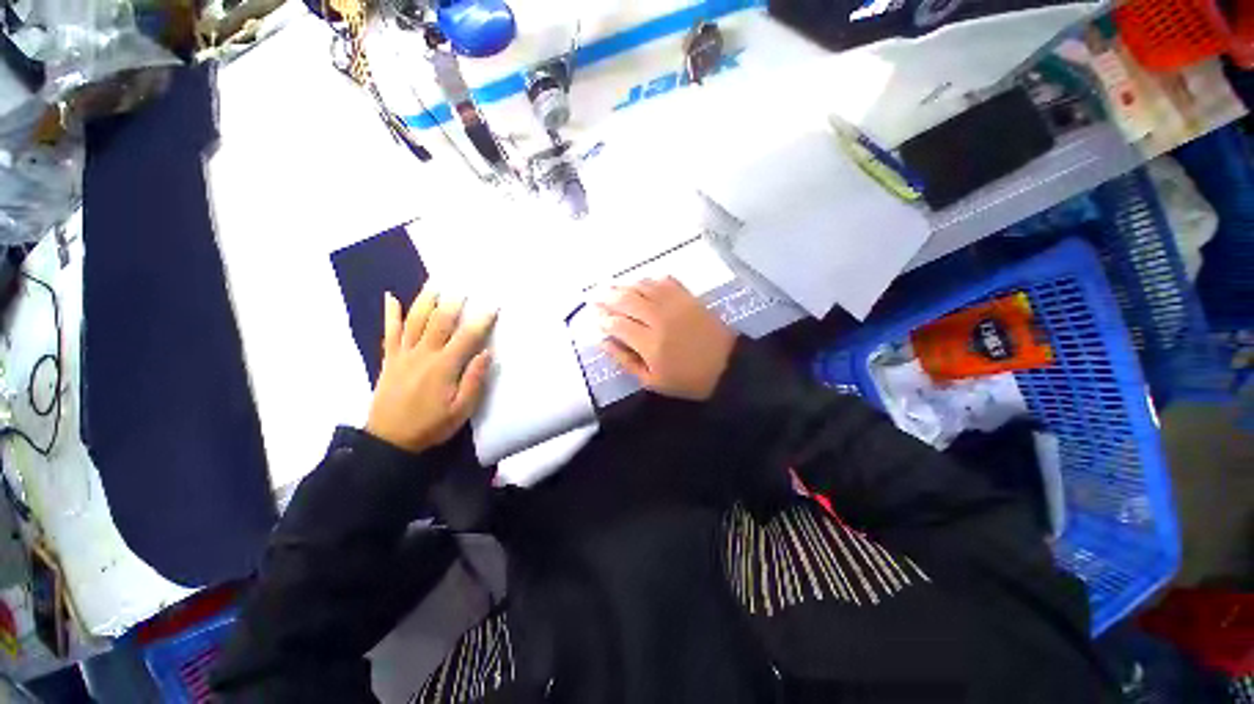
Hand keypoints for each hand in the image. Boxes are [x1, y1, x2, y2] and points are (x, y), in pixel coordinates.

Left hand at [365, 287, 495, 452]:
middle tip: (463, 285)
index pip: (467, 337)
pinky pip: (390, 332)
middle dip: (453, 302)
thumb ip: (474, 380)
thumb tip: (486, 352)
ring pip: (414, 321)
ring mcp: (403, 354)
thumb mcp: (461, 410)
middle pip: (439, 322)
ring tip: (435, 283)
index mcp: (444, 367)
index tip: (493, 305)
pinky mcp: (389, 359)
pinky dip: (390, 314)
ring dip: (425, 300)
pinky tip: (391, 297)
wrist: (389, 440)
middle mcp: (423, 354)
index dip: (482, 320)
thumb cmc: (431, 426)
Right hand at [598, 277, 736, 400]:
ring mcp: (675, 304)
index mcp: (649, 344)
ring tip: (612, 288)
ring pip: (643, 286)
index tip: (594, 317)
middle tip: (595, 297)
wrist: (728, 367)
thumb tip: (603, 342)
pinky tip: (642, 284)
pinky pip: (665, 280)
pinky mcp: (689, 297)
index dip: (602, 319)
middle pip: (626, 300)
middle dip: (607, 298)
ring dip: (624, 286)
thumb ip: (625, 361)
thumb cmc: (687, 379)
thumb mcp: (652, 381)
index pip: (617, 324)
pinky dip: (650, 280)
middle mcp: (659, 318)